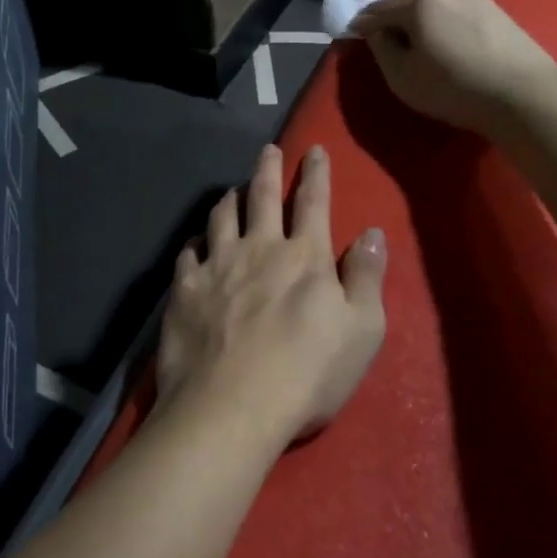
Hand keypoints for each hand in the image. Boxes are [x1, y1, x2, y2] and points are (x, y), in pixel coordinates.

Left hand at [158, 144, 386, 447]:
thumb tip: (372, 232)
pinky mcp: (184, 290)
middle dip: (268, 168)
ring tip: (231, 190)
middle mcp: (259, 249)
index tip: (314, 149)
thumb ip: (367, 277)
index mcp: (304, 257)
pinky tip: (195, 243)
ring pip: (221, 217)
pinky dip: (194, 242)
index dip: (316, 173)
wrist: (231, 408)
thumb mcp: (362, 330)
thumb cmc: (307, 374)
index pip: (313, 202)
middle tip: (267, 149)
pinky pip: (187, 253)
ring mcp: (216, 267)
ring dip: (229, 199)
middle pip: (262, 197)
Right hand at [350, 0, 556, 136]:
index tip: (354, 37)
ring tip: (428, 54)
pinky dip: (450, 30)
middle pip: (410, 6)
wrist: (524, 95)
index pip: (378, 10)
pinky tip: (456, 52)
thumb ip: (381, 48)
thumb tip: (377, 32)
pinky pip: (462, 18)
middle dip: (397, 24)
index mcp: (420, 2)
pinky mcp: (501, 12)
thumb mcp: (402, 77)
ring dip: (427, 27)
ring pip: (439, 10)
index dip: (362, 25)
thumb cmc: (453, 88)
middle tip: (394, 50)